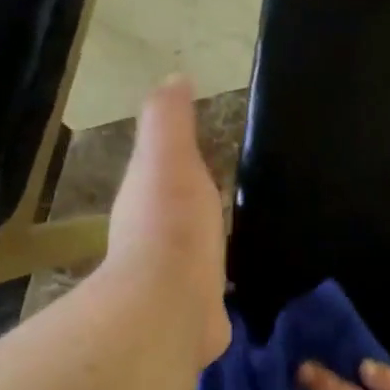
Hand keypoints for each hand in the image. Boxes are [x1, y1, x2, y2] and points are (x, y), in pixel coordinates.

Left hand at [105, 76, 229, 363]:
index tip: (204, 149)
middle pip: (177, 210)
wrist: (171, 305)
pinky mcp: (197, 312)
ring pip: (194, 250)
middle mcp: (152, 238)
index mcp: (145, 197)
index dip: (177, 158)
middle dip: (195, 202)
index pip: (160, 169)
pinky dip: (224, 282)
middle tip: (229, 191)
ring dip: (208, 243)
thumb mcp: (169, 157)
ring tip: (241, 233)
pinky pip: (214, 288)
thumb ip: (169, 120)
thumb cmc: (172, 225)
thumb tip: (173, 78)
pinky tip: (245, 281)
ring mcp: (173, 278)